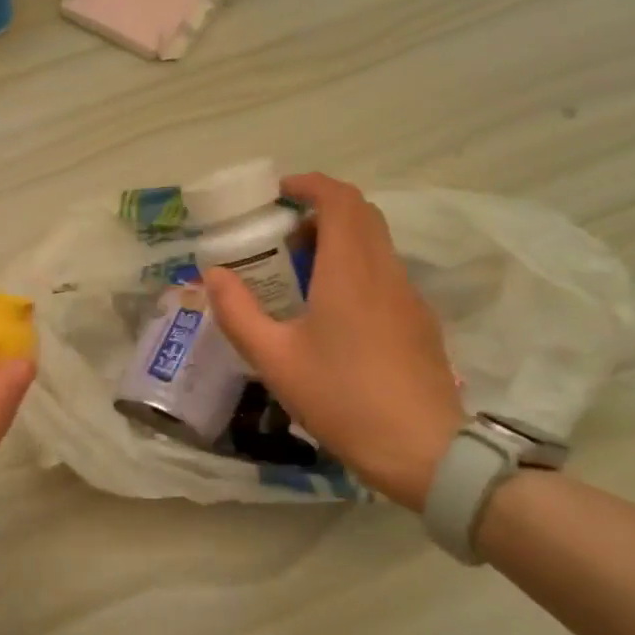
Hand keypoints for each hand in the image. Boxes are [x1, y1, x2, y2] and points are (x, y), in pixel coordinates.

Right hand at [204, 173, 463, 510]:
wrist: (423, 450)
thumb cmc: (341, 398)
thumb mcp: (274, 359)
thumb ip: (238, 312)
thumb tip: (212, 275)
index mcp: (349, 271)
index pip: (340, 200)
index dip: (311, 185)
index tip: (280, 192)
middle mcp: (385, 271)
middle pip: (361, 215)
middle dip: (321, 211)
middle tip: (283, 237)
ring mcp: (408, 296)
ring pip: (376, 245)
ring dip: (339, 242)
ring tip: (300, 277)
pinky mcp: (419, 322)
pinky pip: (385, 274)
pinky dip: (356, 269)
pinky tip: (332, 314)